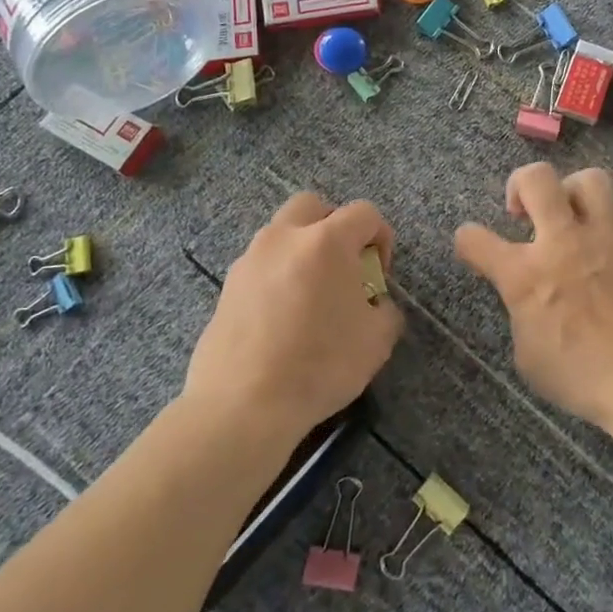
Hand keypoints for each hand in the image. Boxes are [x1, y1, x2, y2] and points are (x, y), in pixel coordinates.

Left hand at [184, 193, 403, 443]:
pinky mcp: (227, 286)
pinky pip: (260, 265)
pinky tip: (281, 317)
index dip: (381, 237)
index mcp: (327, 241)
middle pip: (313, 206)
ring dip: (301, 250)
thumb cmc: (319, 365)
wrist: (242, 405)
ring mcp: (250, 259)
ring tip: (310, 295)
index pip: (364, 213)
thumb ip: (385, 310)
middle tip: (342, 266)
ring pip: (281, 233)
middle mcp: (285, 237)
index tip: (379, 274)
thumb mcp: (377, 341)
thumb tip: (375, 305)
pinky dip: (276, 276)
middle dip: (333, 226)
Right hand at [453, 163, 612, 434]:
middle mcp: (564, 243)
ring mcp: (609, 237)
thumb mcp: (529, 358)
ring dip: (574, 193)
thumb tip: (528, 300)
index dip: (468, 240)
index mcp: (526, 276)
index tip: (473, 245)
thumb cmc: (584, 381)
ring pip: (590, 180)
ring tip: (574, 216)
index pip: (475, 239)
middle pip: (536, 178)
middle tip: (525, 209)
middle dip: (520, 183)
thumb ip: (522, 315)